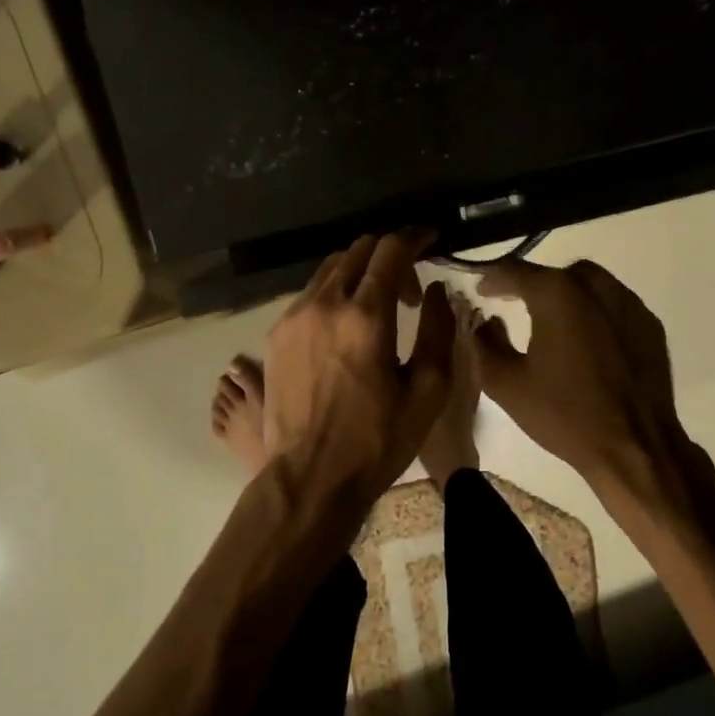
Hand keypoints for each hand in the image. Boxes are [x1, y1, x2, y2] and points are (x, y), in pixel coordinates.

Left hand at [263, 229, 456, 511]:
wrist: (309, 478)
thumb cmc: (377, 440)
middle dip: (390, 255)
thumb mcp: (428, 391)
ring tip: (378, 306)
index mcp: (366, 317)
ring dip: (360, 272)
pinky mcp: (276, 333)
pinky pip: (310, 292)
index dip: (415, 237)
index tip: (431, 239)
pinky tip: (346, 324)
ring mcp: (294, 316)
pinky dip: (335, 291)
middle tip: (410, 290)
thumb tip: (436, 290)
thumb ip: (438, 330)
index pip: (390, 250)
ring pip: (331, 267)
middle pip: (358, 249)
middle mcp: (325, 304)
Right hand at [475, 259, 704, 523]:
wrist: (634, 449)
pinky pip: (614, 305)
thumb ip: (484, 344)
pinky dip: (594, 312)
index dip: (493, 277)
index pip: (516, 271)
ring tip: (549, 319)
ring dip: (566, 295)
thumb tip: (484, 322)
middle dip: (532, 284)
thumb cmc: (565, 415)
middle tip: (513, 301)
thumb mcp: (506, 384)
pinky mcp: (649, 326)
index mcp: (558, 294)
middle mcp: (596, 287)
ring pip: (590, 284)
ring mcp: (629, 304)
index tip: (480, 289)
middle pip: (556, 273)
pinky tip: (585, 339)